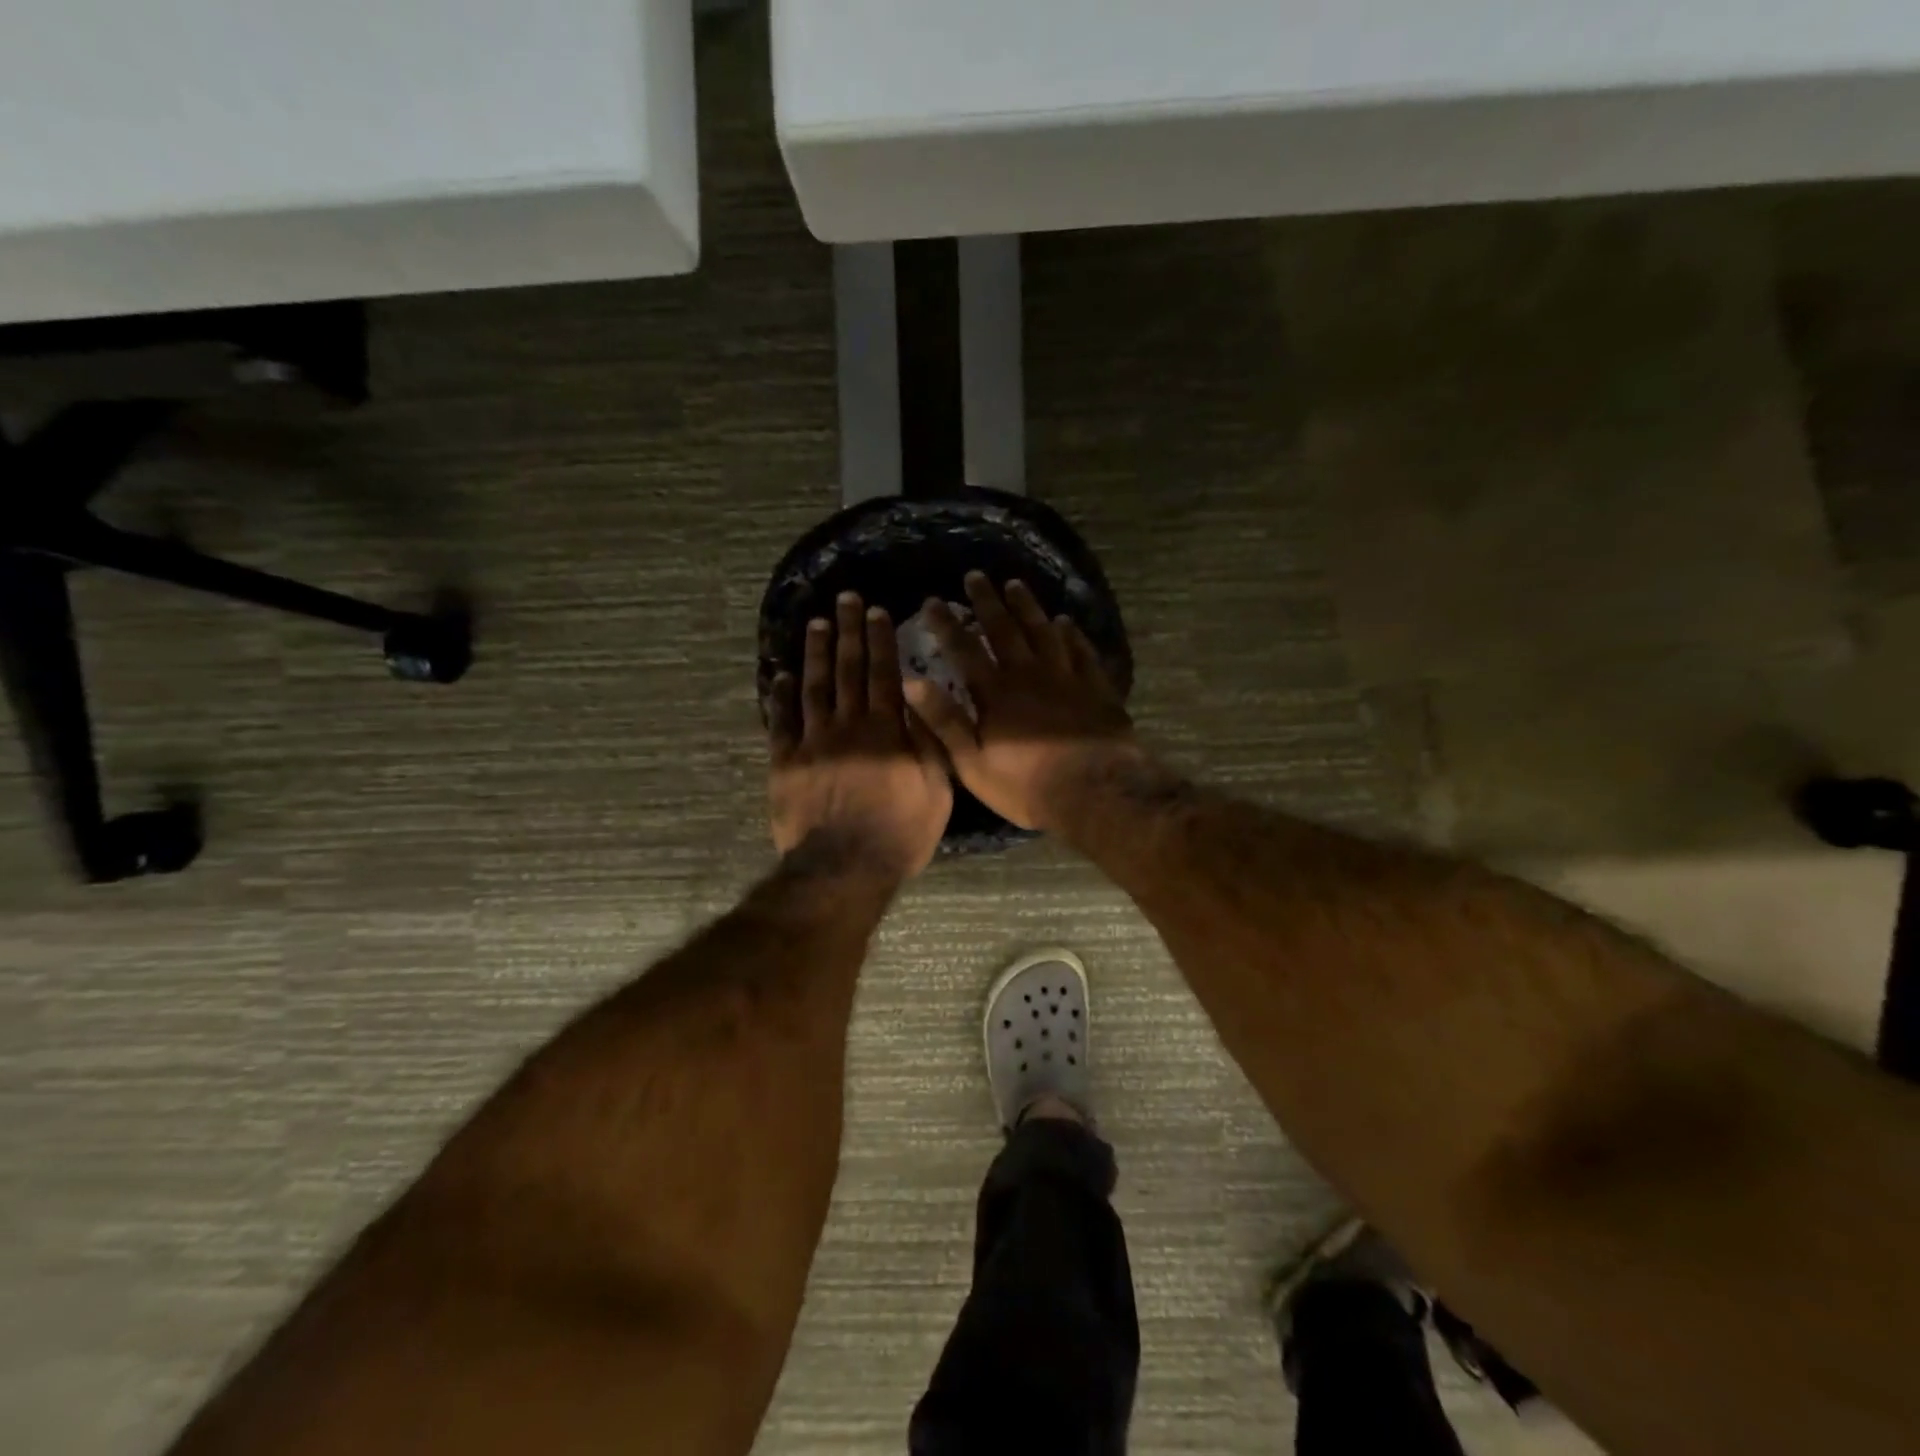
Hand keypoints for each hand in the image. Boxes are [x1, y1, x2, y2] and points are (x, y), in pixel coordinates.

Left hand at [769, 592, 953, 877]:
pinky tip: (781, 675)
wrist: (844, 868)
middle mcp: (848, 726)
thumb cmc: (900, 833)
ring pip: (813, 687)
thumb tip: (920, 700)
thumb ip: (930, 743)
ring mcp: (813, 742)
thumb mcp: (937, 790)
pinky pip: (781, 721)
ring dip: (815, 652)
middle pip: (848, 670)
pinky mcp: (785, 762)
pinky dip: (781, 696)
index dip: (880, 640)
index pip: (884, 674)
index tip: (877, 612)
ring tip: (816, 623)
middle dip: (848, 632)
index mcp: (887, 730)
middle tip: (846, 599)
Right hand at [903, 574, 1138, 832]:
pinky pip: (1081, 650)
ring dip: (1027, 607)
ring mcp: (1066, 676)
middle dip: (987, 601)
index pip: (964, 649)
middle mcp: (1028, 673)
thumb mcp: (973, 763)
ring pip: (1043, 631)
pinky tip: (1066, 622)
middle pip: (1004, 629)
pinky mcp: (1095, 687)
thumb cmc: (1027, 784)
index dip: (946, 625)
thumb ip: (944, 722)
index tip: (933, 601)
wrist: (1095, 790)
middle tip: (975, 576)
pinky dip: (1071, 633)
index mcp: (996, 692)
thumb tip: (912, 682)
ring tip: (1015, 584)